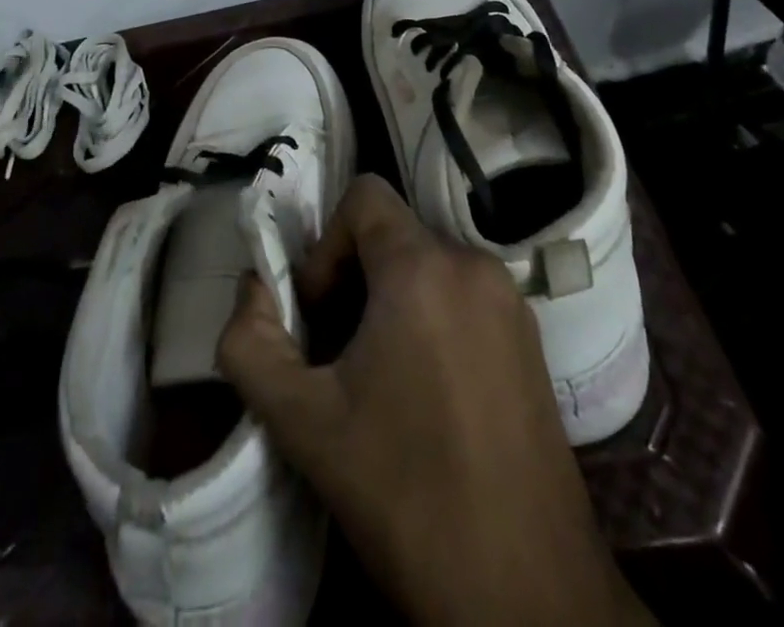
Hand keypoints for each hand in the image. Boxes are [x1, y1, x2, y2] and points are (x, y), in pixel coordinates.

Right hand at [218, 175, 653, 626]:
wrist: (526, 593)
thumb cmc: (406, 494)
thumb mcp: (302, 422)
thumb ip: (250, 341)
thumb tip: (252, 288)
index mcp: (424, 268)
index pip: (363, 195)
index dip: (326, 245)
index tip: (318, 313)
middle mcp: (475, 265)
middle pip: (393, 235)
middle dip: (352, 280)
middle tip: (337, 355)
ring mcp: (511, 301)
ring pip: (428, 266)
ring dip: (390, 303)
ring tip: (378, 381)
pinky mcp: (533, 339)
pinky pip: (464, 296)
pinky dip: (431, 320)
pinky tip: (425, 396)